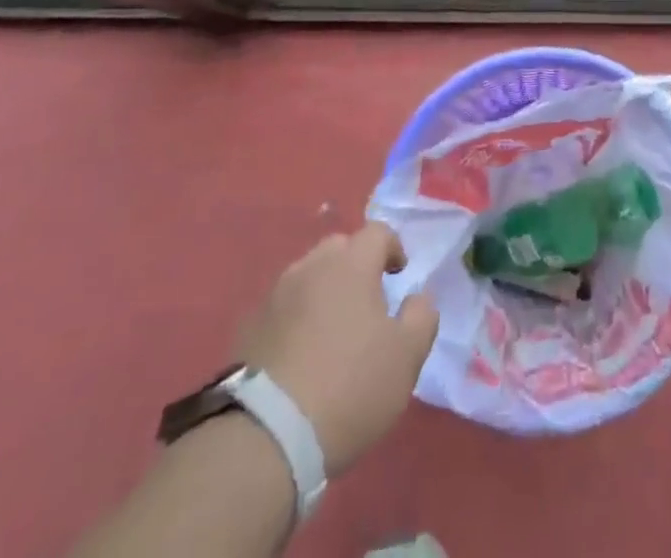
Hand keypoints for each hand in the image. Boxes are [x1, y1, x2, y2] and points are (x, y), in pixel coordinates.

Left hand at [232, 223, 438, 475]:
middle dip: (355, 264)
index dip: (392, 248)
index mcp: (351, 264)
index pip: (377, 233)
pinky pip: (282, 309)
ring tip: (332, 330)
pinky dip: (296, 319)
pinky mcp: (248, 329)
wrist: (267, 437)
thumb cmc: (349, 387)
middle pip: (338, 249)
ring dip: (323, 291)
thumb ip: (422, 316)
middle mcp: (310, 267)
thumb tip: (418, 297)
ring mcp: (274, 297)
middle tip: (366, 301)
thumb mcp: (406, 357)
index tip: (399, 275)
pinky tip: (301, 355)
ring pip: (307, 276)